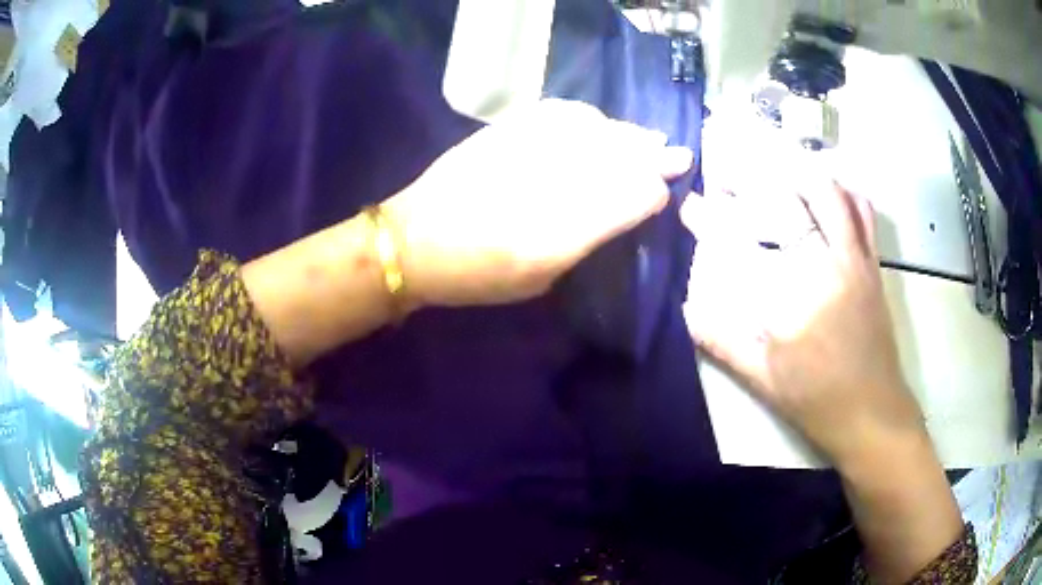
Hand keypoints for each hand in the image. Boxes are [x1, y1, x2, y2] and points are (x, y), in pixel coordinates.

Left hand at [382, 99, 692, 307]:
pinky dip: (587, 118)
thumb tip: (622, 208)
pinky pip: (558, 113)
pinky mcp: (503, 132)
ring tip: (647, 138)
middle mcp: (548, 183)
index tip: (663, 193)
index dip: (652, 192)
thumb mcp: (539, 277)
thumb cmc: (476, 275)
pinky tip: (598, 124)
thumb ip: (584, 240)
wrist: (412, 242)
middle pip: (617, 157)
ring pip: (594, 129)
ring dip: (626, 134)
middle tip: (675, 154)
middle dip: (652, 155)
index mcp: (560, 234)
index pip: (629, 198)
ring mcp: (524, 149)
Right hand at [682, 182, 926, 467]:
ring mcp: (857, 260)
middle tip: (732, 177)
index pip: (747, 241)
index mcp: (796, 294)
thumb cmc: (818, 400)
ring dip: (802, 175)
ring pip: (833, 195)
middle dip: (756, 178)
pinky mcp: (874, 266)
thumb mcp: (764, 379)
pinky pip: (864, 215)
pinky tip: (830, 194)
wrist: (873, 413)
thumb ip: (724, 341)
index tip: (690, 205)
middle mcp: (828, 264)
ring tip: (777, 173)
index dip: (713, 218)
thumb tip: (688, 311)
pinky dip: (845, 193)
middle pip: (792, 199)